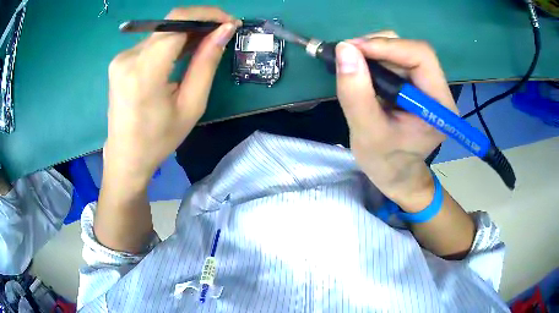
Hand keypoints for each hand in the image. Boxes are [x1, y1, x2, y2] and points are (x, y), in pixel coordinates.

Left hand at [104, 7, 238, 186]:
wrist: (126, 157)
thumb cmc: (159, 139)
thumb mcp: (191, 105)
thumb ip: (206, 63)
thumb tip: (225, 31)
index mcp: (143, 72)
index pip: (176, 21)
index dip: (207, 14)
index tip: (229, 22)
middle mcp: (128, 58)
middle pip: (170, 23)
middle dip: (200, 22)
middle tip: (222, 33)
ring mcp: (121, 58)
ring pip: (162, 30)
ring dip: (187, 32)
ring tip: (207, 43)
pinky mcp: (120, 61)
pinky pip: (152, 41)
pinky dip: (172, 41)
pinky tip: (185, 50)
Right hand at [335, 31, 456, 211]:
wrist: (395, 175)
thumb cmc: (386, 162)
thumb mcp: (367, 132)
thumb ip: (356, 93)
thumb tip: (344, 49)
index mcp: (438, 105)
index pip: (422, 57)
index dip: (388, 46)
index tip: (352, 48)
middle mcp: (439, 90)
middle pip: (412, 50)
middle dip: (378, 47)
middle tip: (348, 54)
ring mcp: (427, 86)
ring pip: (402, 51)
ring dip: (374, 51)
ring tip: (351, 63)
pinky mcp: (415, 85)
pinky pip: (395, 60)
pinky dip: (374, 59)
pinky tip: (360, 69)